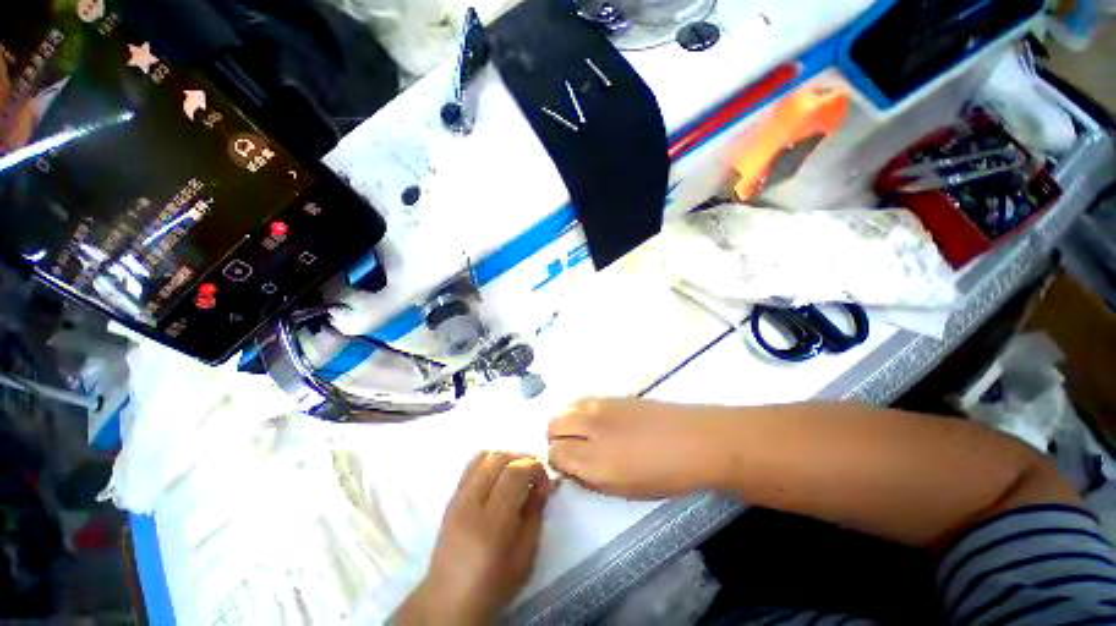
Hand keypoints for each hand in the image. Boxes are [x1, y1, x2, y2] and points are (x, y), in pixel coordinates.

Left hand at [396, 452, 555, 625]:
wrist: (448, 600)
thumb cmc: (494, 584)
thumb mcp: (526, 556)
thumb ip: (536, 514)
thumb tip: (544, 484)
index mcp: (491, 524)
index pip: (514, 473)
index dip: (535, 467)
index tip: (545, 481)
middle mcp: (470, 503)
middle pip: (500, 458)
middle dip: (523, 459)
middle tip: (535, 474)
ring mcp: (457, 498)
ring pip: (485, 455)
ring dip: (506, 457)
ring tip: (517, 473)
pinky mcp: (450, 497)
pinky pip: (472, 464)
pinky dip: (491, 462)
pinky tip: (499, 478)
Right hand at [547, 398, 732, 498]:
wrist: (695, 440)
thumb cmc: (664, 475)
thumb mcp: (623, 490)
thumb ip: (589, 479)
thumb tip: (571, 467)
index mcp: (594, 460)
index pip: (554, 453)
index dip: (557, 462)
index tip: (569, 468)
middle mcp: (591, 427)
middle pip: (553, 424)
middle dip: (556, 438)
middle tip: (573, 450)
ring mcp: (601, 406)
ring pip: (565, 408)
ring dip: (566, 422)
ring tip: (582, 434)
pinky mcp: (612, 395)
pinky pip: (582, 401)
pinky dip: (579, 411)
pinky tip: (596, 421)